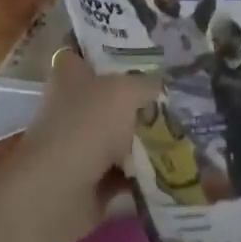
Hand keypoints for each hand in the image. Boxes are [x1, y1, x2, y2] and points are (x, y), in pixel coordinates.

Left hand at [5, 47, 157, 241]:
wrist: (58, 192)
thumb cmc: (87, 124)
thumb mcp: (126, 92)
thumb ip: (146, 85)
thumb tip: (160, 85)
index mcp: (68, 73)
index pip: (83, 52)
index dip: (106, 49)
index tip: (138, 51)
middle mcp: (69, 105)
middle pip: (106, 96)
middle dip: (136, 98)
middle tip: (172, 94)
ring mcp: (77, 144)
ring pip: (116, 136)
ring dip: (142, 139)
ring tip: (181, 131)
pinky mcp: (87, 181)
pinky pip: (121, 174)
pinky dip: (141, 174)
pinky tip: (172, 167)